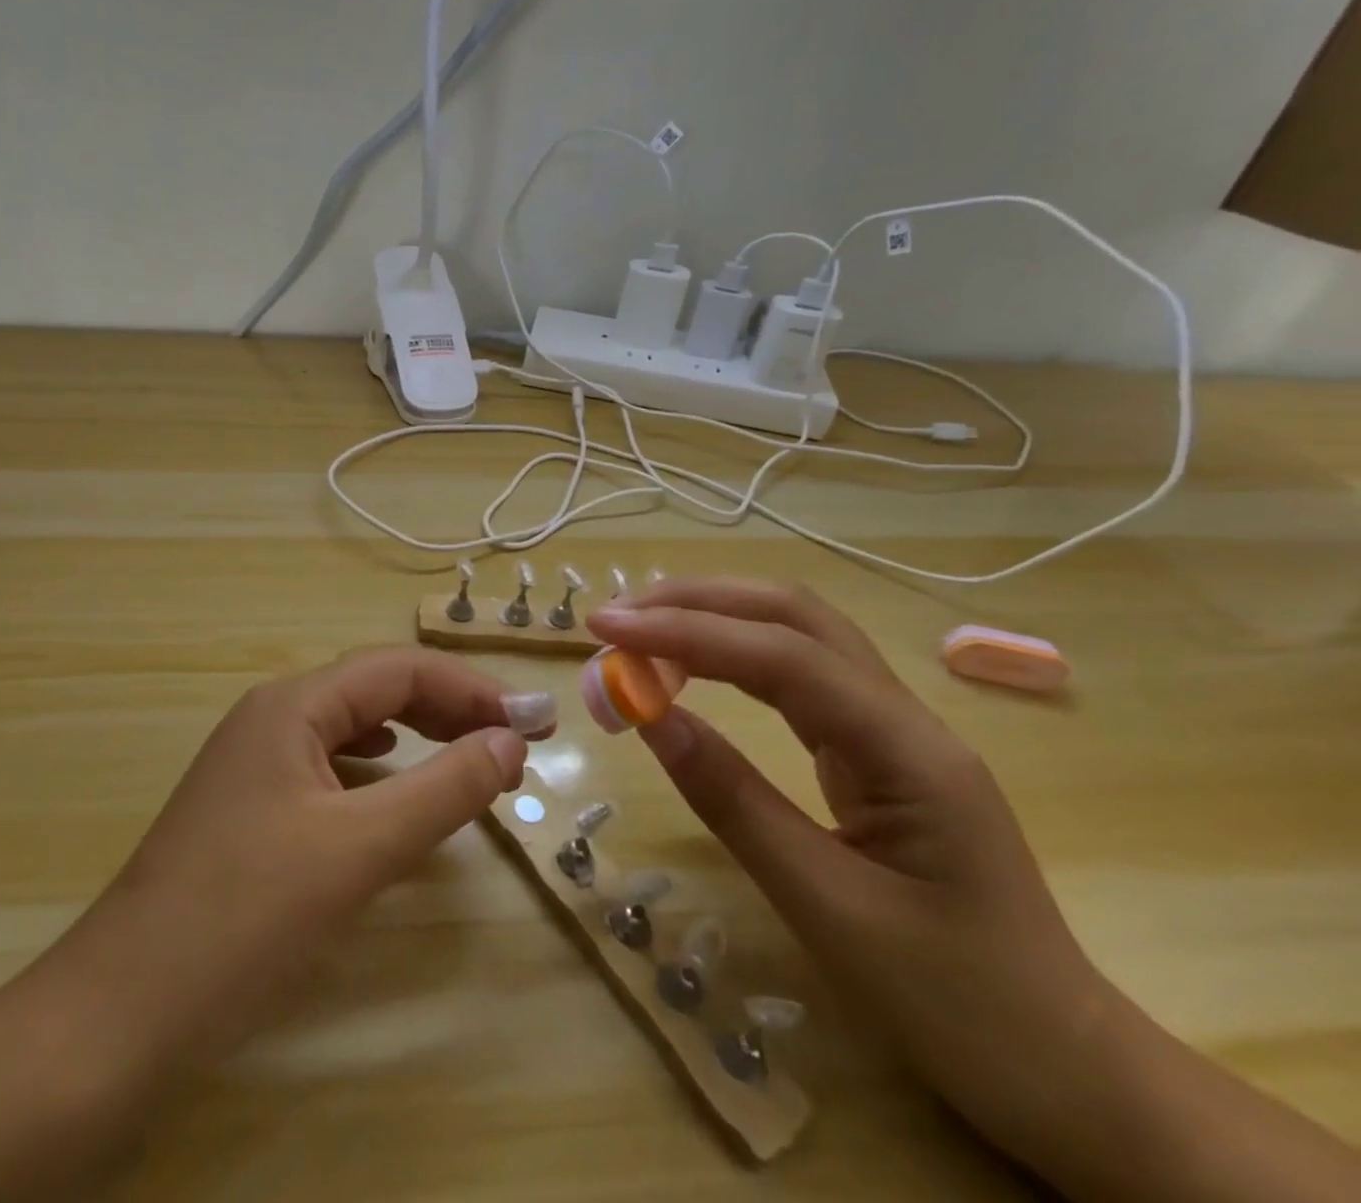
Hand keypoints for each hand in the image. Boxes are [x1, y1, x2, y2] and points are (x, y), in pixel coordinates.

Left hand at [49, 647, 543, 1071]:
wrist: (121, 1012)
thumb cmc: (244, 918)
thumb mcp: (358, 850)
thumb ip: (442, 789)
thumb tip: (510, 741)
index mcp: (292, 705)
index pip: (399, 669)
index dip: (472, 688)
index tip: (534, 721)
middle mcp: (272, 715)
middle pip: (376, 689)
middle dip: (449, 707)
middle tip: (514, 739)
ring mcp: (256, 759)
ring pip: (352, 725)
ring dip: (417, 732)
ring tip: (469, 755)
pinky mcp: (251, 803)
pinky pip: (330, 761)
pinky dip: (378, 765)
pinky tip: (392, 779)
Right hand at [588, 581, 1106, 1162]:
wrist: (1067, 1072)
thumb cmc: (956, 1004)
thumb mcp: (827, 908)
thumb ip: (734, 802)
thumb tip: (650, 717)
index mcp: (907, 750)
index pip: (782, 656)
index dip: (687, 631)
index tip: (606, 630)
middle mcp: (903, 716)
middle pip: (795, 616)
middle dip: (699, 601)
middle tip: (616, 618)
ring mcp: (892, 728)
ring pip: (797, 635)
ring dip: (715, 618)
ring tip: (640, 631)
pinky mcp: (874, 750)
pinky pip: (797, 677)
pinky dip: (732, 657)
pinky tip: (693, 667)